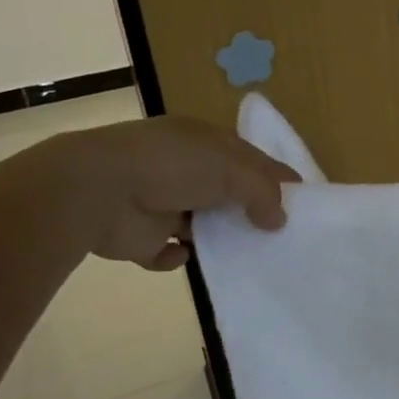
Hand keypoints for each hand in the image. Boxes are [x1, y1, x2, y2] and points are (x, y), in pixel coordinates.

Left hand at [39, 115, 298, 270]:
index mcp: (203, 142)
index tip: (302, 201)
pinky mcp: (139, 237)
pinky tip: (185, 255)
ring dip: (217, 236)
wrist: (96, 191)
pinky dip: (176, 257)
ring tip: (245, 253)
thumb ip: (263, 191)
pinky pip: (166, 253)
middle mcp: (182, 169)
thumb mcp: (231, 168)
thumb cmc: (172, 166)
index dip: (276, 177)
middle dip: (250, 210)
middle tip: (278, 234)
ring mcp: (159, 202)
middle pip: (227, 192)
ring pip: (200, 223)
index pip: (249, 158)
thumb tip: (280, 219)